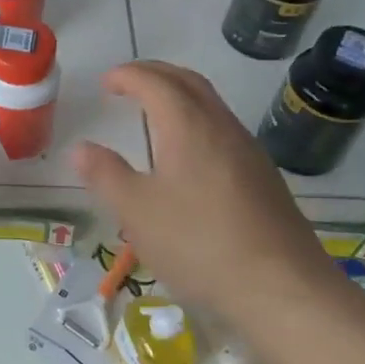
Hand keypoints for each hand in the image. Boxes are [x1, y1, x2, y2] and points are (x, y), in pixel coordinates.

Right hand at [71, 61, 344, 335]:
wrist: (283, 289)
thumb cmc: (199, 244)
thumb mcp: (136, 212)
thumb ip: (105, 175)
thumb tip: (81, 148)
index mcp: (188, 127)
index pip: (155, 83)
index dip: (127, 75)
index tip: (104, 81)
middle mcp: (222, 128)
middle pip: (189, 83)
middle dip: (155, 74)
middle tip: (127, 82)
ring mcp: (249, 153)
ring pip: (211, 105)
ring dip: (179, 96)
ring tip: (152, 112)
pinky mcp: (264, 179)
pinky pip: (223, 130)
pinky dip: (196, 121)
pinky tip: (187, 155)